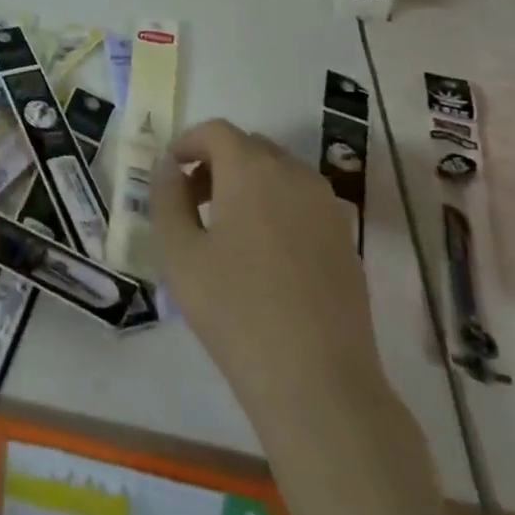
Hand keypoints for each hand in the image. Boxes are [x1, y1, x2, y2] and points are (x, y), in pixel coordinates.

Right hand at [151, 119, 383, 418]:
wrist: (319, 383)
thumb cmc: (236, 311)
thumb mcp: (180, 253)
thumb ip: (167, 199)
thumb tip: (169, 168)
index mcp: (253, 170)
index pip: (216, 131)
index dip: (188, 143)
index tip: (169, 173)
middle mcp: (296, 176)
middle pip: (250, 147)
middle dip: (216, 163)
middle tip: (191, 201)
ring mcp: (328, 208)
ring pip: (279, 174)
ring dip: (247, 184)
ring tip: (224, 231)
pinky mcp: (346, 241)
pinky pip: (302, 204)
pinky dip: (276, 209)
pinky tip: (262, 257)